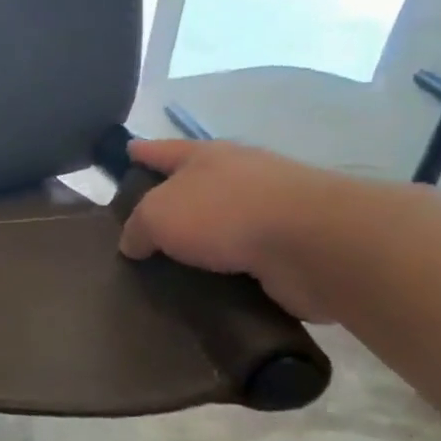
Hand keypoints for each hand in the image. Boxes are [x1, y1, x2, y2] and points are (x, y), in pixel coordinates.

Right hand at [118, 137, 355, 321]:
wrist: (314, 244)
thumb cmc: (225, 213)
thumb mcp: (158, 215)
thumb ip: (137, 227)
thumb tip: (133, 243)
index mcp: (206, 156)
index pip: (163, 150)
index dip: (142, 152)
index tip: (127, 152)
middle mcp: (238, 176)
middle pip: (194, 185)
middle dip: (172, 199)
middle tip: (142, 226)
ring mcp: (269, 212)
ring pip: (221, 225)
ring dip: (201, 243)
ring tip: (169, 268)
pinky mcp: (288, 250)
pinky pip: (242, 261)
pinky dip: (225, 273)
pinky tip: (204, 291)